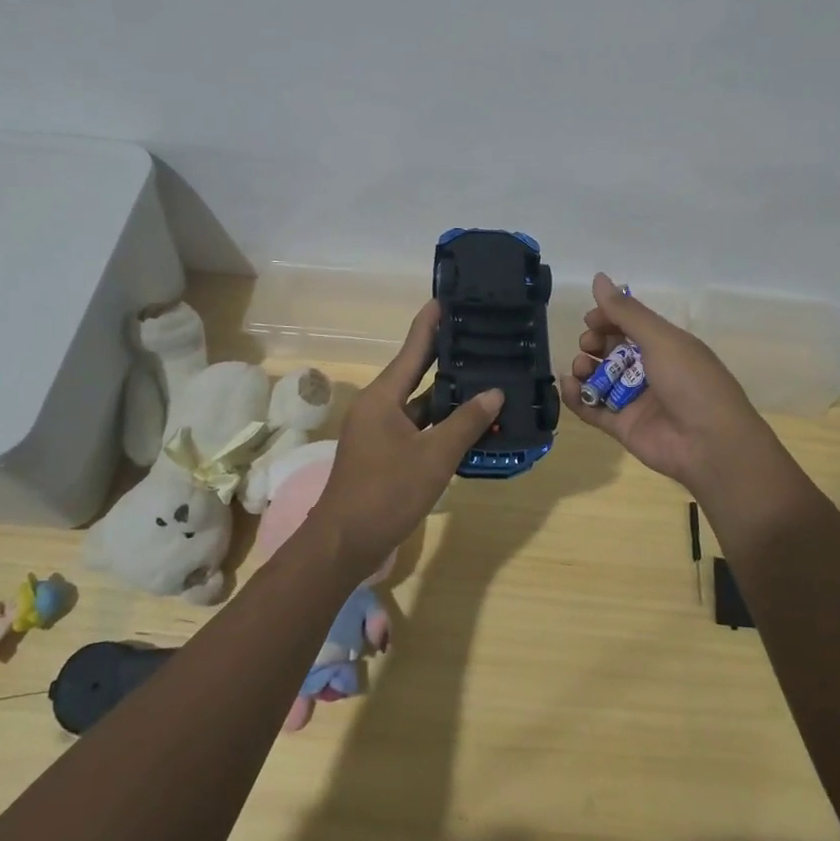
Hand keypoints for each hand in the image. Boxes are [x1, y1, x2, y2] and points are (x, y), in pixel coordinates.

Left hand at [308, 300, 501, 573]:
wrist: (345, 542)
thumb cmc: (387, 492)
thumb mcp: (434, 456)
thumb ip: (466, 422)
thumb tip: (494, 393)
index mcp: (384, 396)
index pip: (413, 348)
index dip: (432, 322)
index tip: (449, 298)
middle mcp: (380, 406)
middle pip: (417, 372)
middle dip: (448, 356)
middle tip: (481, 335)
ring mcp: (381, 431)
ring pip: (421, 403)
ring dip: (449, 394)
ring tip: (486, 375)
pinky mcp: (386, 452)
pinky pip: (419, 427)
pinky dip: (442, 422)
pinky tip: (471, 421)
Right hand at [560, 273, 790, 508]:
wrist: (709, 444)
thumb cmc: (691, 382)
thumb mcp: (661, 339)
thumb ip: (626, 312)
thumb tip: (598, 277)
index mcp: (666, 346)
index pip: (630, 325)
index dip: (608, 319)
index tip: (591, 319)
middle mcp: (649, 370)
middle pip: (612, 350)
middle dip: (594, 343)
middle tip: (589, 345)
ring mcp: (635, 400)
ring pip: (599, 378)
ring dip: (583, 368)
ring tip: (579, 368)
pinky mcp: (622, 426)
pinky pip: (593, 408)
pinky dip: (577, 397)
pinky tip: (568, 386)